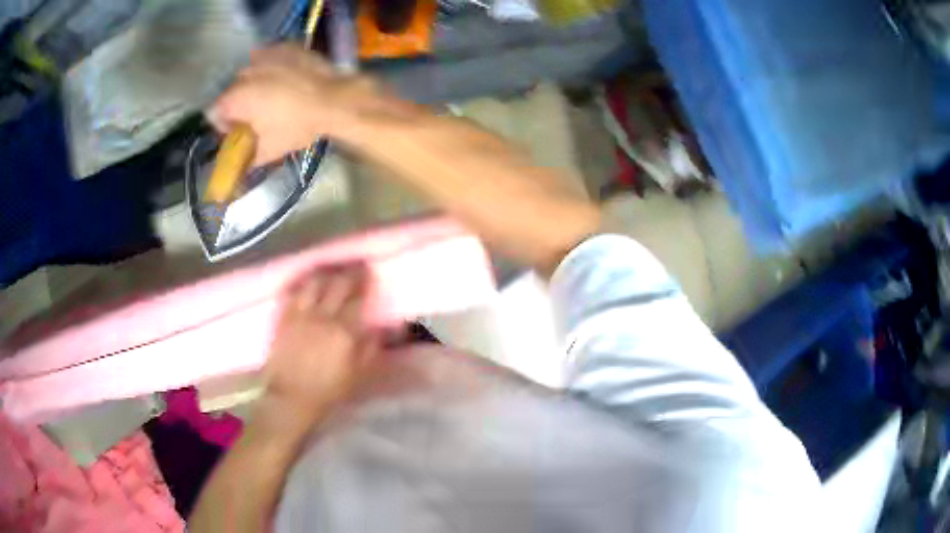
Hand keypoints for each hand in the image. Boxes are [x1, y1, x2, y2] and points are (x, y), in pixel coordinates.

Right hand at [210, 44, 378, 166]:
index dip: (226, 126)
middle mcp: (244, 73)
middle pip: (232, 92)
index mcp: (234, 98)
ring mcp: (265, 56)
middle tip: (260, 117)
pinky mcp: (284, 47)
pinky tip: (286, 79)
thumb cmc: (295, 126)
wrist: (334, 99)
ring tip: (276, 97)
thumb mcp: (267, 151)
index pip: (215, 113)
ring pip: (251, 73)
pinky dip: (273, 68)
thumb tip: (236, 169)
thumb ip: (244, 159)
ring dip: (256, 85)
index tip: (242, 132)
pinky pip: (270, 58)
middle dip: (241, 105)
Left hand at [261, 267, 380, 429]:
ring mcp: (300, 314)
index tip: (368, 271)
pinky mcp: (284, 317)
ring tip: (330, 270)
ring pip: (313, 282)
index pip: (357, 297)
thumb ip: (370, 348)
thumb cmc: (328, 390)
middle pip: (337, 283)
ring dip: (325, 273)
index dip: (363, 281)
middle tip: (354, 266)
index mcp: (344, 331)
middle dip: (347, 271)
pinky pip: (293, 292)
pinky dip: (302, 283)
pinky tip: (306, 282)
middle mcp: (323, 316)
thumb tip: (378, 328)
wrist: (291, 398)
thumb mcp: (358, 375)